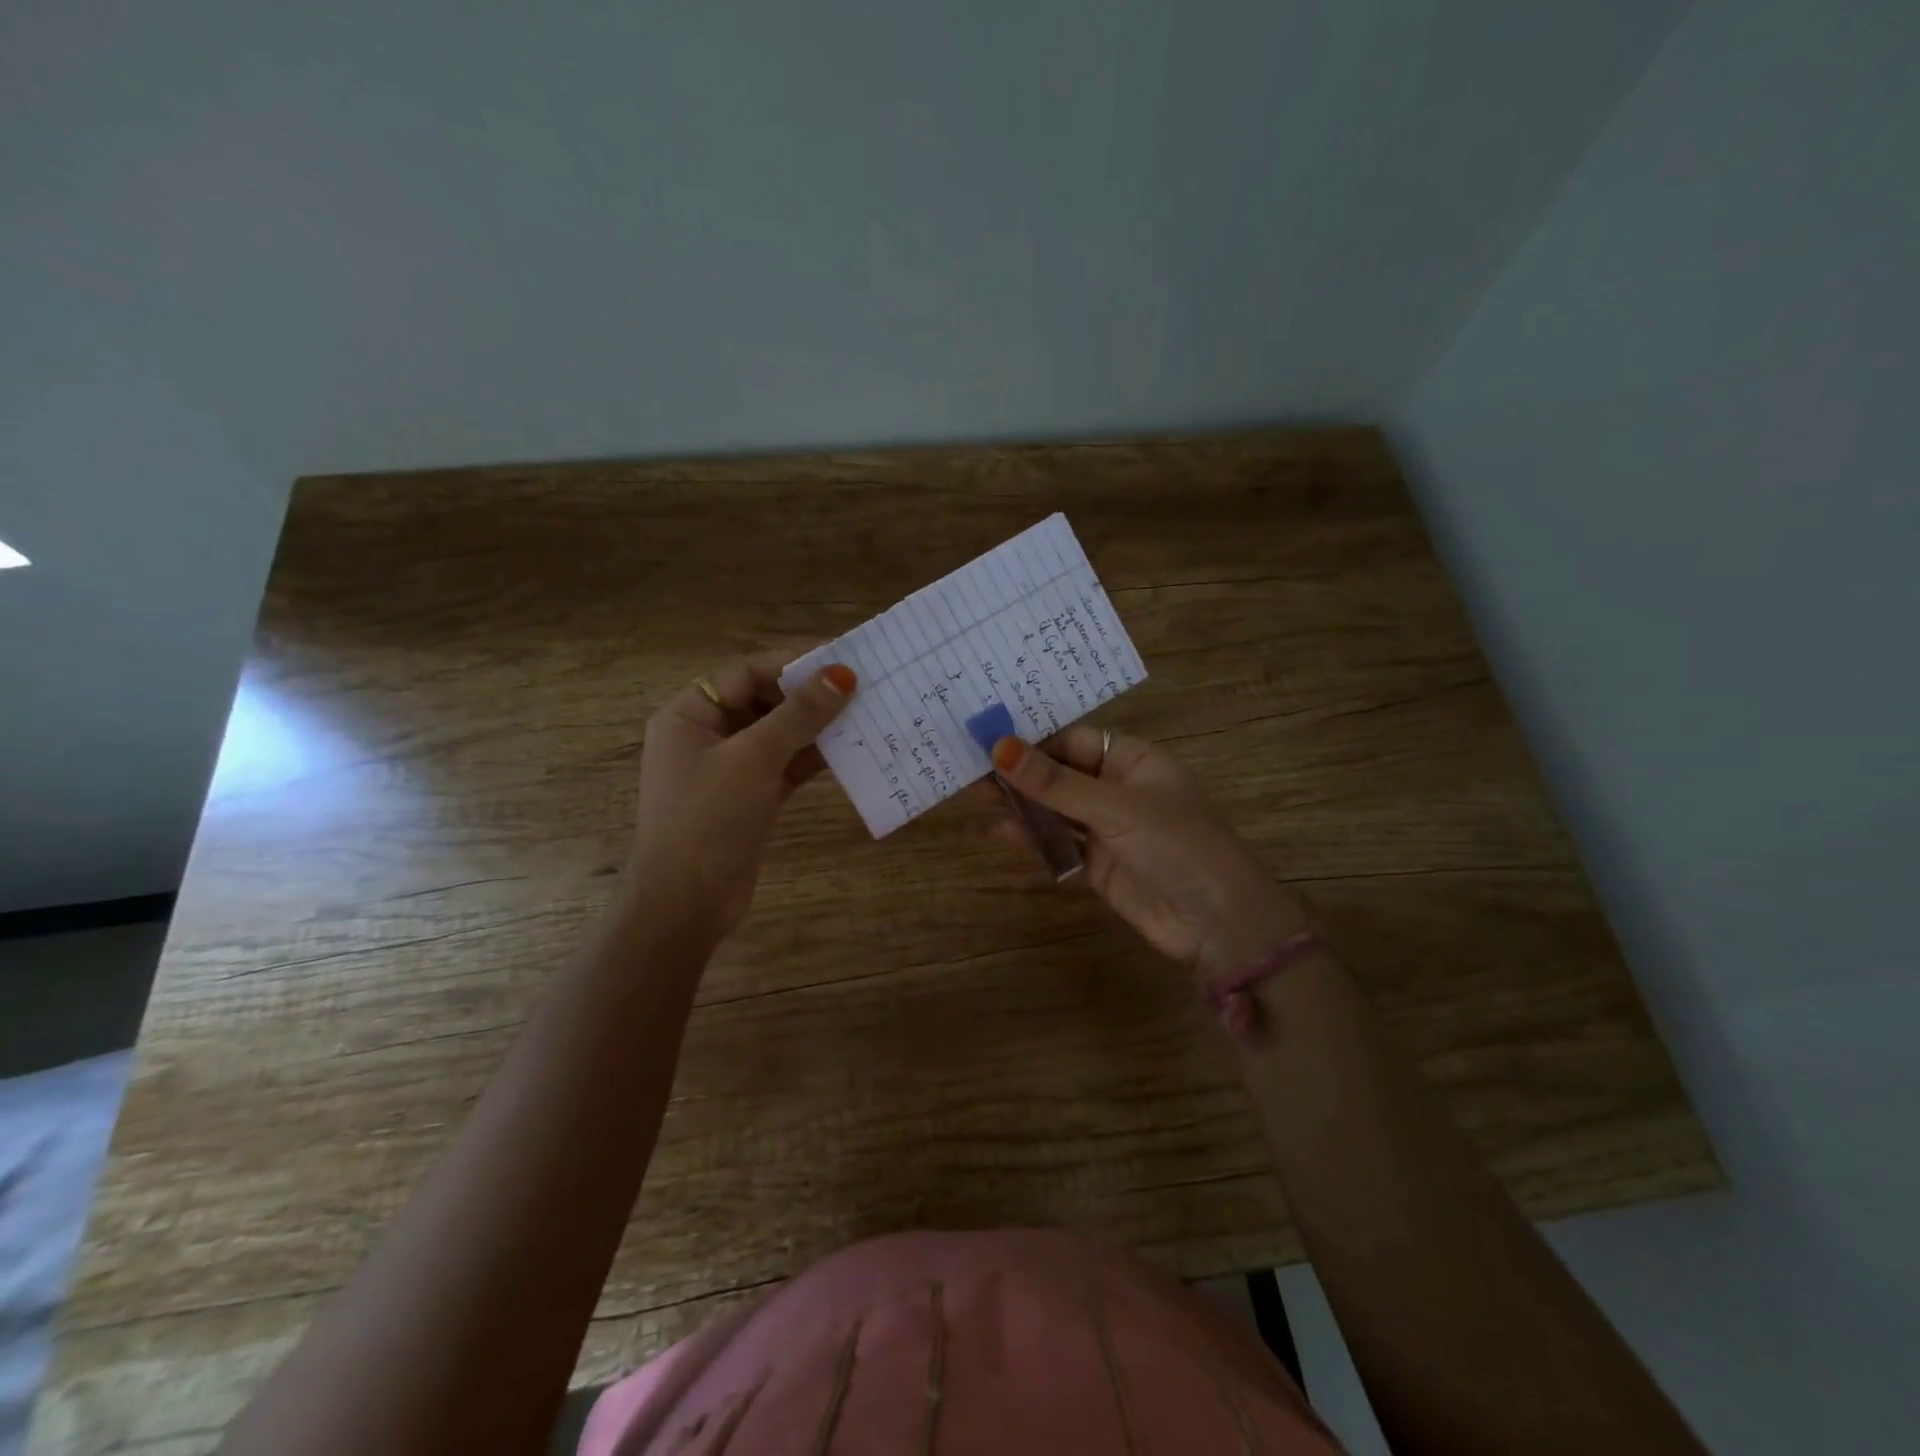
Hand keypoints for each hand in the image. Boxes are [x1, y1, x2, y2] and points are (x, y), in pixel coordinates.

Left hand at [629, 651, 855, 940]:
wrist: (685, 904)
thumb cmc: (709, 818)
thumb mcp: (754, 758)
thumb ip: (799, 715)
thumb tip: (843, 674)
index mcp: (689, 715)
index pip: (746, 673)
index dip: (792, 664)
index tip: (841, 660)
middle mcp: (706, 736)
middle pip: (763, 702)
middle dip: (808, 696)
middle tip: (859, 688)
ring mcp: (729, 770)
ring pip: (778, 735)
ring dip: (816, 728)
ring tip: (863, 715)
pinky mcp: (750, 798)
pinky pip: (785, 766)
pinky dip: (812, 759)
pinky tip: (849, 751)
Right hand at [987, 728, 1308, 982]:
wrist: (1218, 922)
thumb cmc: (1176, 844)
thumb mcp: (1114, 807)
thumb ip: (1054, 782)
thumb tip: (999, 748)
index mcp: (1134, 760)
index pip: (1075, 740)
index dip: (1034, 740)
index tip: (988, 741)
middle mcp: (1119, 789)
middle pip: (1061, 774)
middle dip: (1021, 773)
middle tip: (971, 769)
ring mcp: (1108, 828)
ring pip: (1056, 809)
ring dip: (1022, 804)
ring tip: (976, 797)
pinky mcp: (1098, 864)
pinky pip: (1060, 843)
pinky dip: (1034, 837)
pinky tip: (1003, 831)